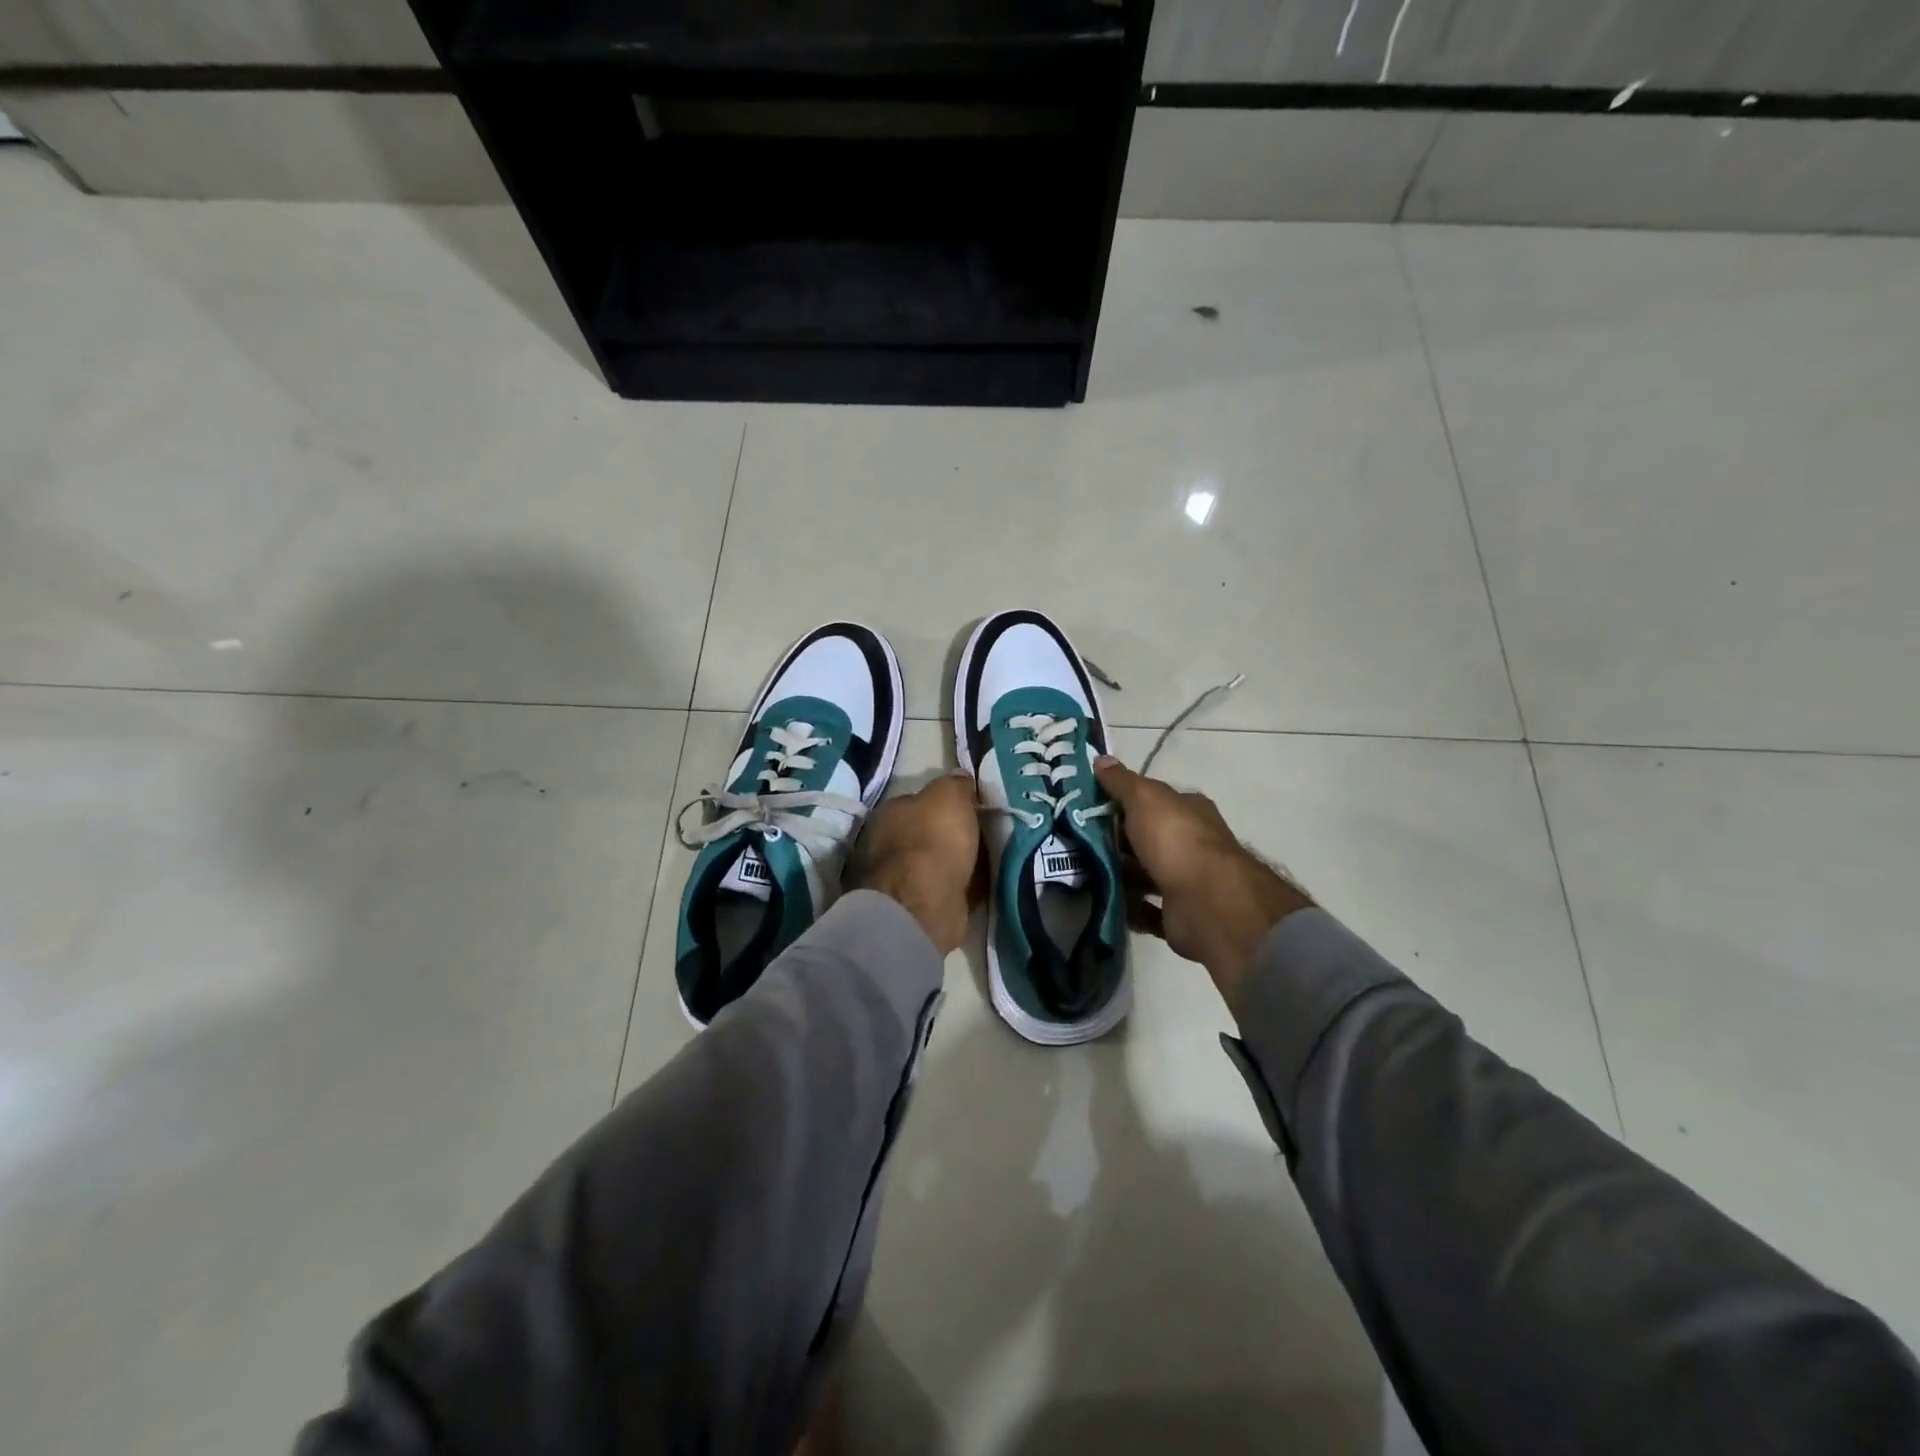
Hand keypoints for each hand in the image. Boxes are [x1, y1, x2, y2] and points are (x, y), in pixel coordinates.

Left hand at [845, 770, 980, 956]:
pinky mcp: (923, 904)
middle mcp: (892, 843)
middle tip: (988, 830)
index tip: (975, 804)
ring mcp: (905, 877)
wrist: (927, 903)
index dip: (948, 801)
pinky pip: (953, 886)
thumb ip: (955, 784)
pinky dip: (968, 884)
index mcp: (892, 812)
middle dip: (956, 832)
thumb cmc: (934, 839)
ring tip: (994, 855)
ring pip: (943, 860)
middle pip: (931, 831)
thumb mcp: (949, 795)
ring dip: (964, 860)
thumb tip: (961, 778)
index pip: (921, 800)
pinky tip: (989, 880)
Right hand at [1094, 756, 1311, 1014]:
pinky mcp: (1178, 915)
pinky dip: (1126, 907)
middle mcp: (1190, 844)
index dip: (1121, 802)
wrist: (1207, 902)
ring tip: (1079, 874)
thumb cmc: (1175, 840)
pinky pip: (1145, 910)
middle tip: (1075, 843)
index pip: (1151, 801)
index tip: (1087, 808)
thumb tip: (1101, 758)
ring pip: (1143, 875)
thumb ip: (1122, 782)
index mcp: (1187, 812)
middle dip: (1114, 842)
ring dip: (1117, 876)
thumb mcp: (1145, 798)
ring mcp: (1186, 881)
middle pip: (1145, 839)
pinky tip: (1101, 902)